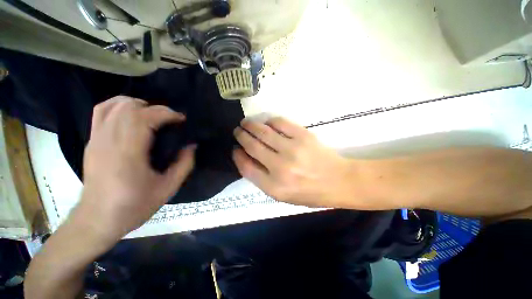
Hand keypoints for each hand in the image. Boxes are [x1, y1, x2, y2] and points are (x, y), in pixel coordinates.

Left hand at [75, 96, 195, 240]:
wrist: (97, 220)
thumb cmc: (134, 206)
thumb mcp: (168, 189)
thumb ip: (184, 164)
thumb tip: (192, 145)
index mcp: (128, 154)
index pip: (145, 118)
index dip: (166, 114)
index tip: (181, 119)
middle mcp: (109, 141)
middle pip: (129, 108)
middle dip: (156, 108)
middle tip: (171, 119)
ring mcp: (96, 140)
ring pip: (113, 105)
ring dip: (137, 104)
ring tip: (153, 114)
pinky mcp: (91, 142)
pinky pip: (101, 112)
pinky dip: (118, 105)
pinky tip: (130, 113)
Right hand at [233, 117, 353, 206]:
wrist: (338, 181)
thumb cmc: (309, 192)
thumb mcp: (282, 195)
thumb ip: (262, 179)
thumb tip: (247, 158)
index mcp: (274, 187)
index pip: (246, 167)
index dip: (238, 156)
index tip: (235, 149)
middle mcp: (280, 168)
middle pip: (252, 146)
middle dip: (241, 136)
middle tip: (237, 131)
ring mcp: (292, 149)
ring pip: (263, 132)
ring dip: (251, 125)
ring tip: (245, 123)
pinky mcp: (303, 136)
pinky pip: (280, 123)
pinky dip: (270, 121)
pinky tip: (267, 123)